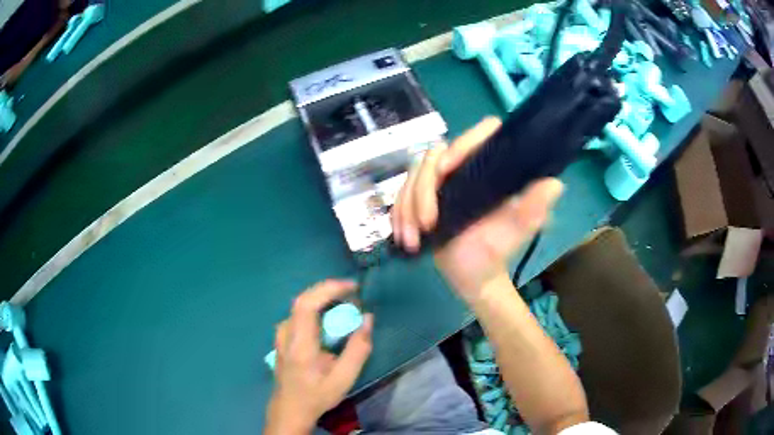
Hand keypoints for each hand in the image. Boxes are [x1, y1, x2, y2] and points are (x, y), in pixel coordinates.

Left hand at [265, 280, 373, 434]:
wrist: (290, 408)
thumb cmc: (317, 395)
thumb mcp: (344, 378)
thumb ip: (358, 349)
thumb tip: (368, 319)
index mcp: (299, 344)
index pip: (307, 304)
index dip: (328, 289)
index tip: (352, 287)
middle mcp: (286, 333)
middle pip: (304, 299)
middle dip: (330, 291)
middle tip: (354, 296)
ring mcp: (281, 333)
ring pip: (302, 305)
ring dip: (324, 298)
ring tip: (346, 304)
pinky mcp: (283, 335)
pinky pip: (300, 313)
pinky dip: (318, 307)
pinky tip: (331, 317)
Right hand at [391, 117, 563, 302]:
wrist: (472, 276)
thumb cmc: (495, 254)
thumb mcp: (515, 233)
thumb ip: (532, 209)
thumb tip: (554, 183)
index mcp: (488, 170)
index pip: (478, 137)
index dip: (461, 144)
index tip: (447, 172)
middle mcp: (464, 169)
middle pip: (433, 156)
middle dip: (423, 191)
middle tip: (427, 224)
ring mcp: (440, 183)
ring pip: (412, 176)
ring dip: (407, 207)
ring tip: (412, 239)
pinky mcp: (421, 198)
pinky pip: (400, 196)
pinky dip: (398, 215)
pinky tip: (404, 236)